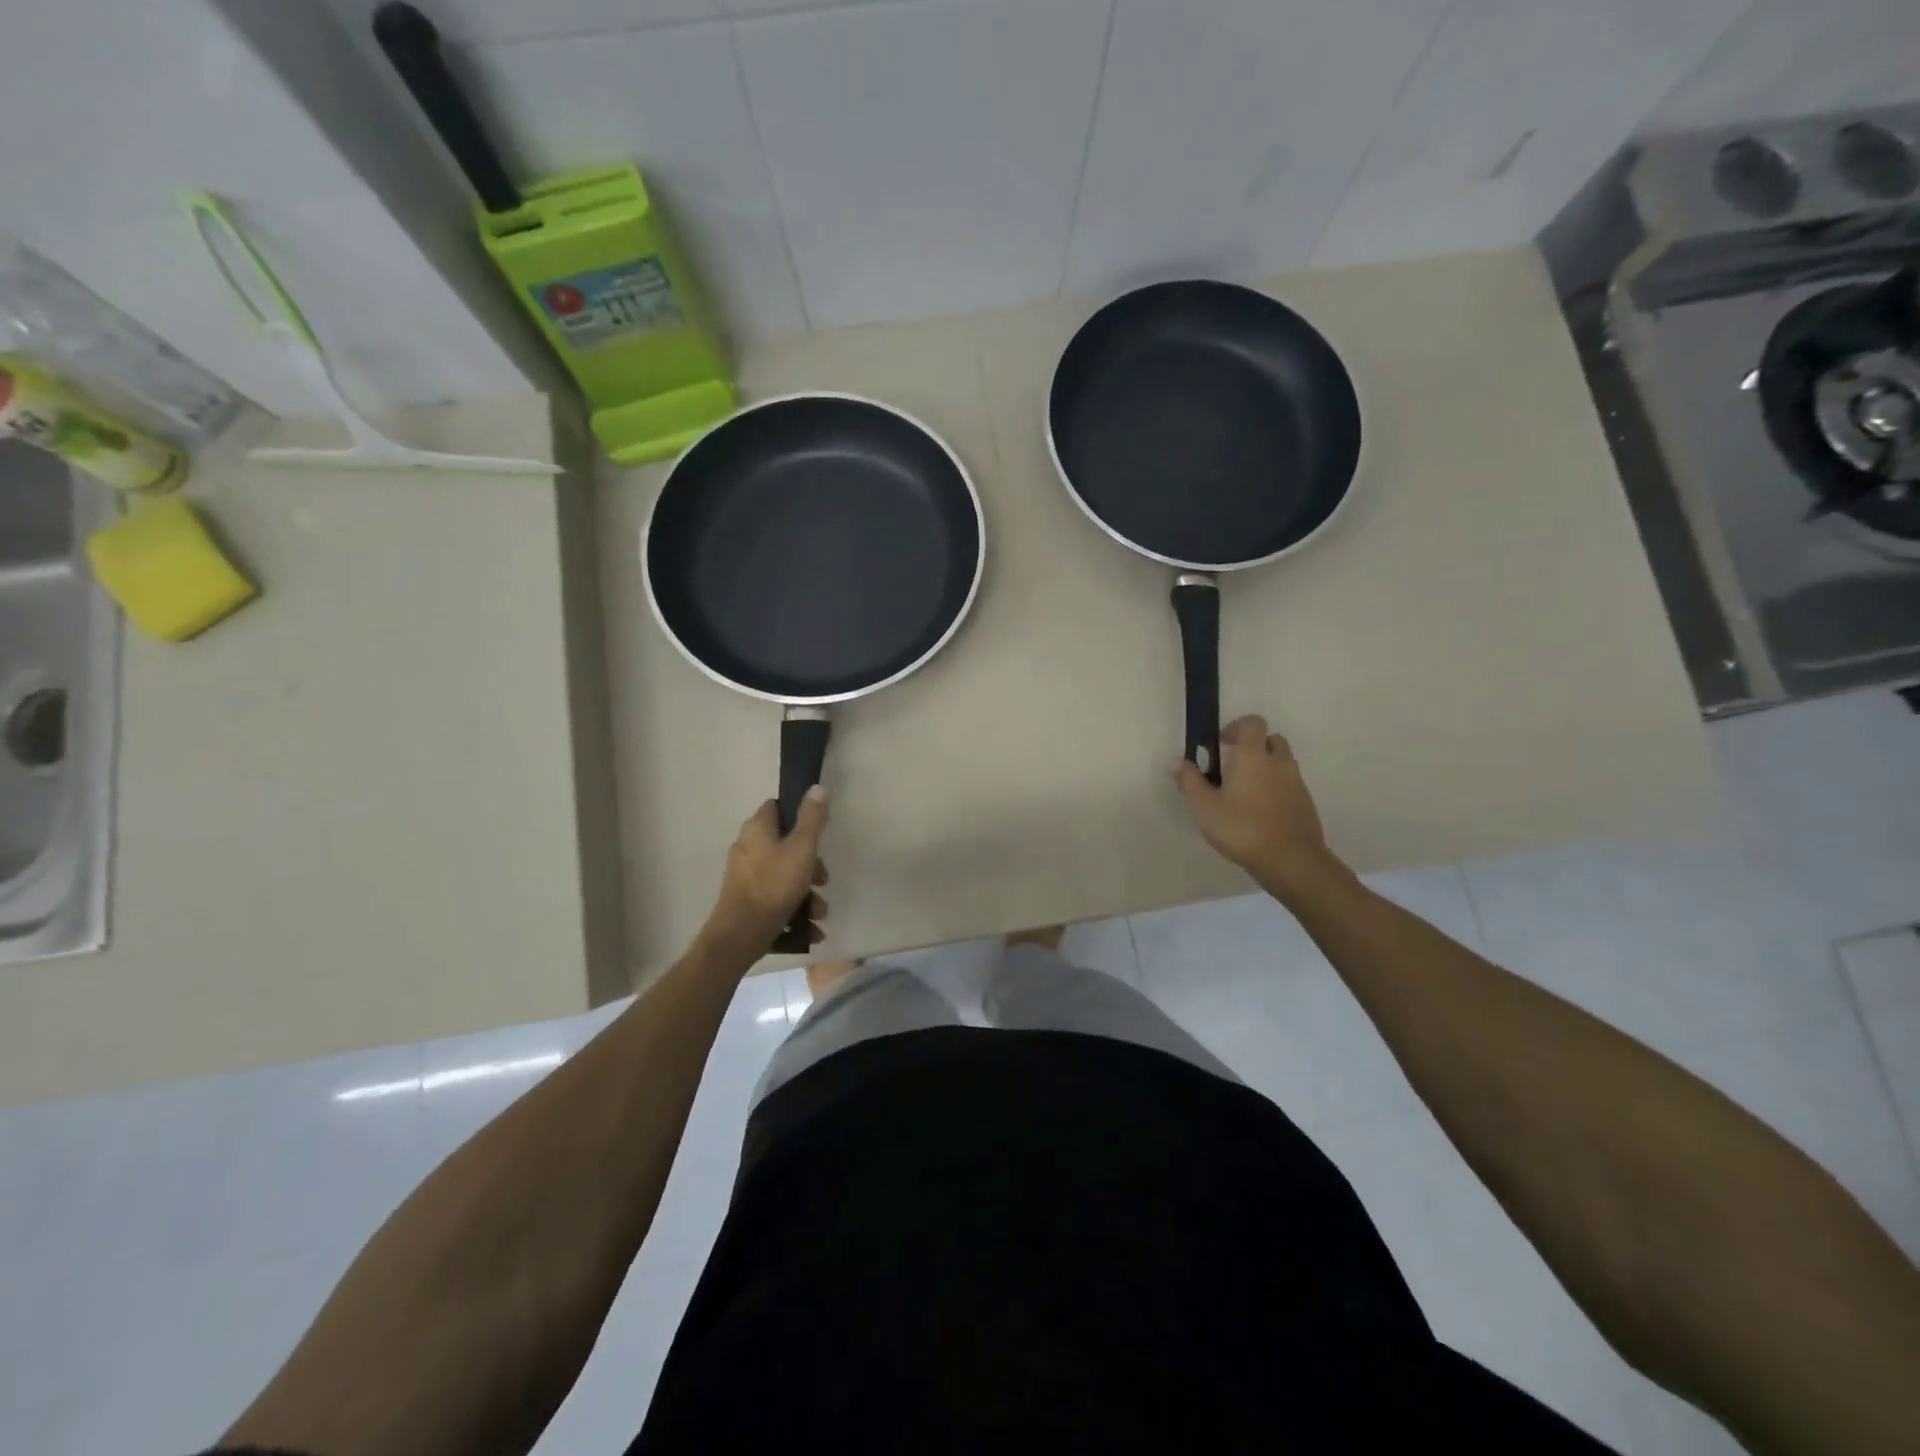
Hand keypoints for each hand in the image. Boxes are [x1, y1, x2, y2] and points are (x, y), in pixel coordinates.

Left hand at [703, 787, 829, 957]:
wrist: (739, 936)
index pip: (777, 807)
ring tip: (819, 914)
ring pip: (784, 876)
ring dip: (806, 894)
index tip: (818, 831)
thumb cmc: (773, 886)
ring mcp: (745, 876)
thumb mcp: (802, 849)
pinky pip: (776, 898)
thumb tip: (816, 787)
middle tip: (824, 881)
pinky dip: (793, 911)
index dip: (800, 815)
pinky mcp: (746, 901)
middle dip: (811, 866)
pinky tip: (810, 930)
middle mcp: (747, 848)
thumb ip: (812, 818)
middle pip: (786, 846)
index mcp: (757, 829)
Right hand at [1173, 715, 1344, 900]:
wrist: (1292, 861)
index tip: (1219, 746)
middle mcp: (1278, 762)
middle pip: (1270, 739)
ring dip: (1265, 767)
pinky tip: (1260, 812)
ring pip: (1281, 762)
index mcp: (1252, 755)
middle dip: (1252, 746)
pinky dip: (1276, 788)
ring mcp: (1296, 782)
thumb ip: (1190, 781)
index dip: (1235, 728)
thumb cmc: (1242, 829)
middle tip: (1232, 768)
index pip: (1251, 722)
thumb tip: (1179, 762)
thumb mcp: (1204, 807)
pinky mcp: (1306, 802)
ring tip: (1244, 792)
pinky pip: (1289, 784)